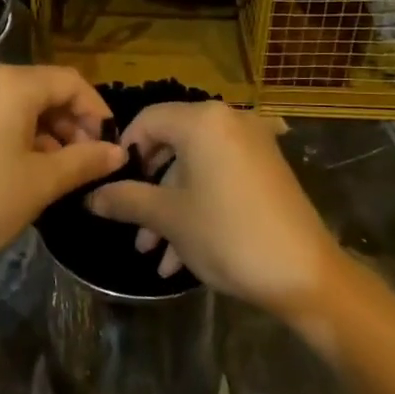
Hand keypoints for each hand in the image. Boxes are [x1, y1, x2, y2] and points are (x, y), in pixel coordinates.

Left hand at [0, 65, 126, 282]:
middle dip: (71, 123)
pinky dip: (16, 135)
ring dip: (45, 132)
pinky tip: (23, 169)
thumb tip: (119, 152)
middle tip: (87, 162)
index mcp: (10, 83)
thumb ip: (85, 161)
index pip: (69, 82)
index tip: (110, 146)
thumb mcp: (42, 182)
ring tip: (59, 171)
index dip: (97, 111)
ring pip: (16, 105)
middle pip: (42, 90)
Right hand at [85, 101, 341, 317]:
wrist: (304, 274)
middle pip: (171, 145)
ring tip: (152, 254)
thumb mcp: (168, 218)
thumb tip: (90, 198)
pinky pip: (219, 179)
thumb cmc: (226, 234)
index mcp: (202, 121)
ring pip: (194, 169)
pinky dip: (198, 207)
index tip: (110, 185)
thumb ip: (126, 201)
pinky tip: (180, 258)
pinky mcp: (266, 171)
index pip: (147, 120)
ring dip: (170, 208)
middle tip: (130, 222)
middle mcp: (228, 122)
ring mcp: (251, 146)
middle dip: (147, 189)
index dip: (123, 151)